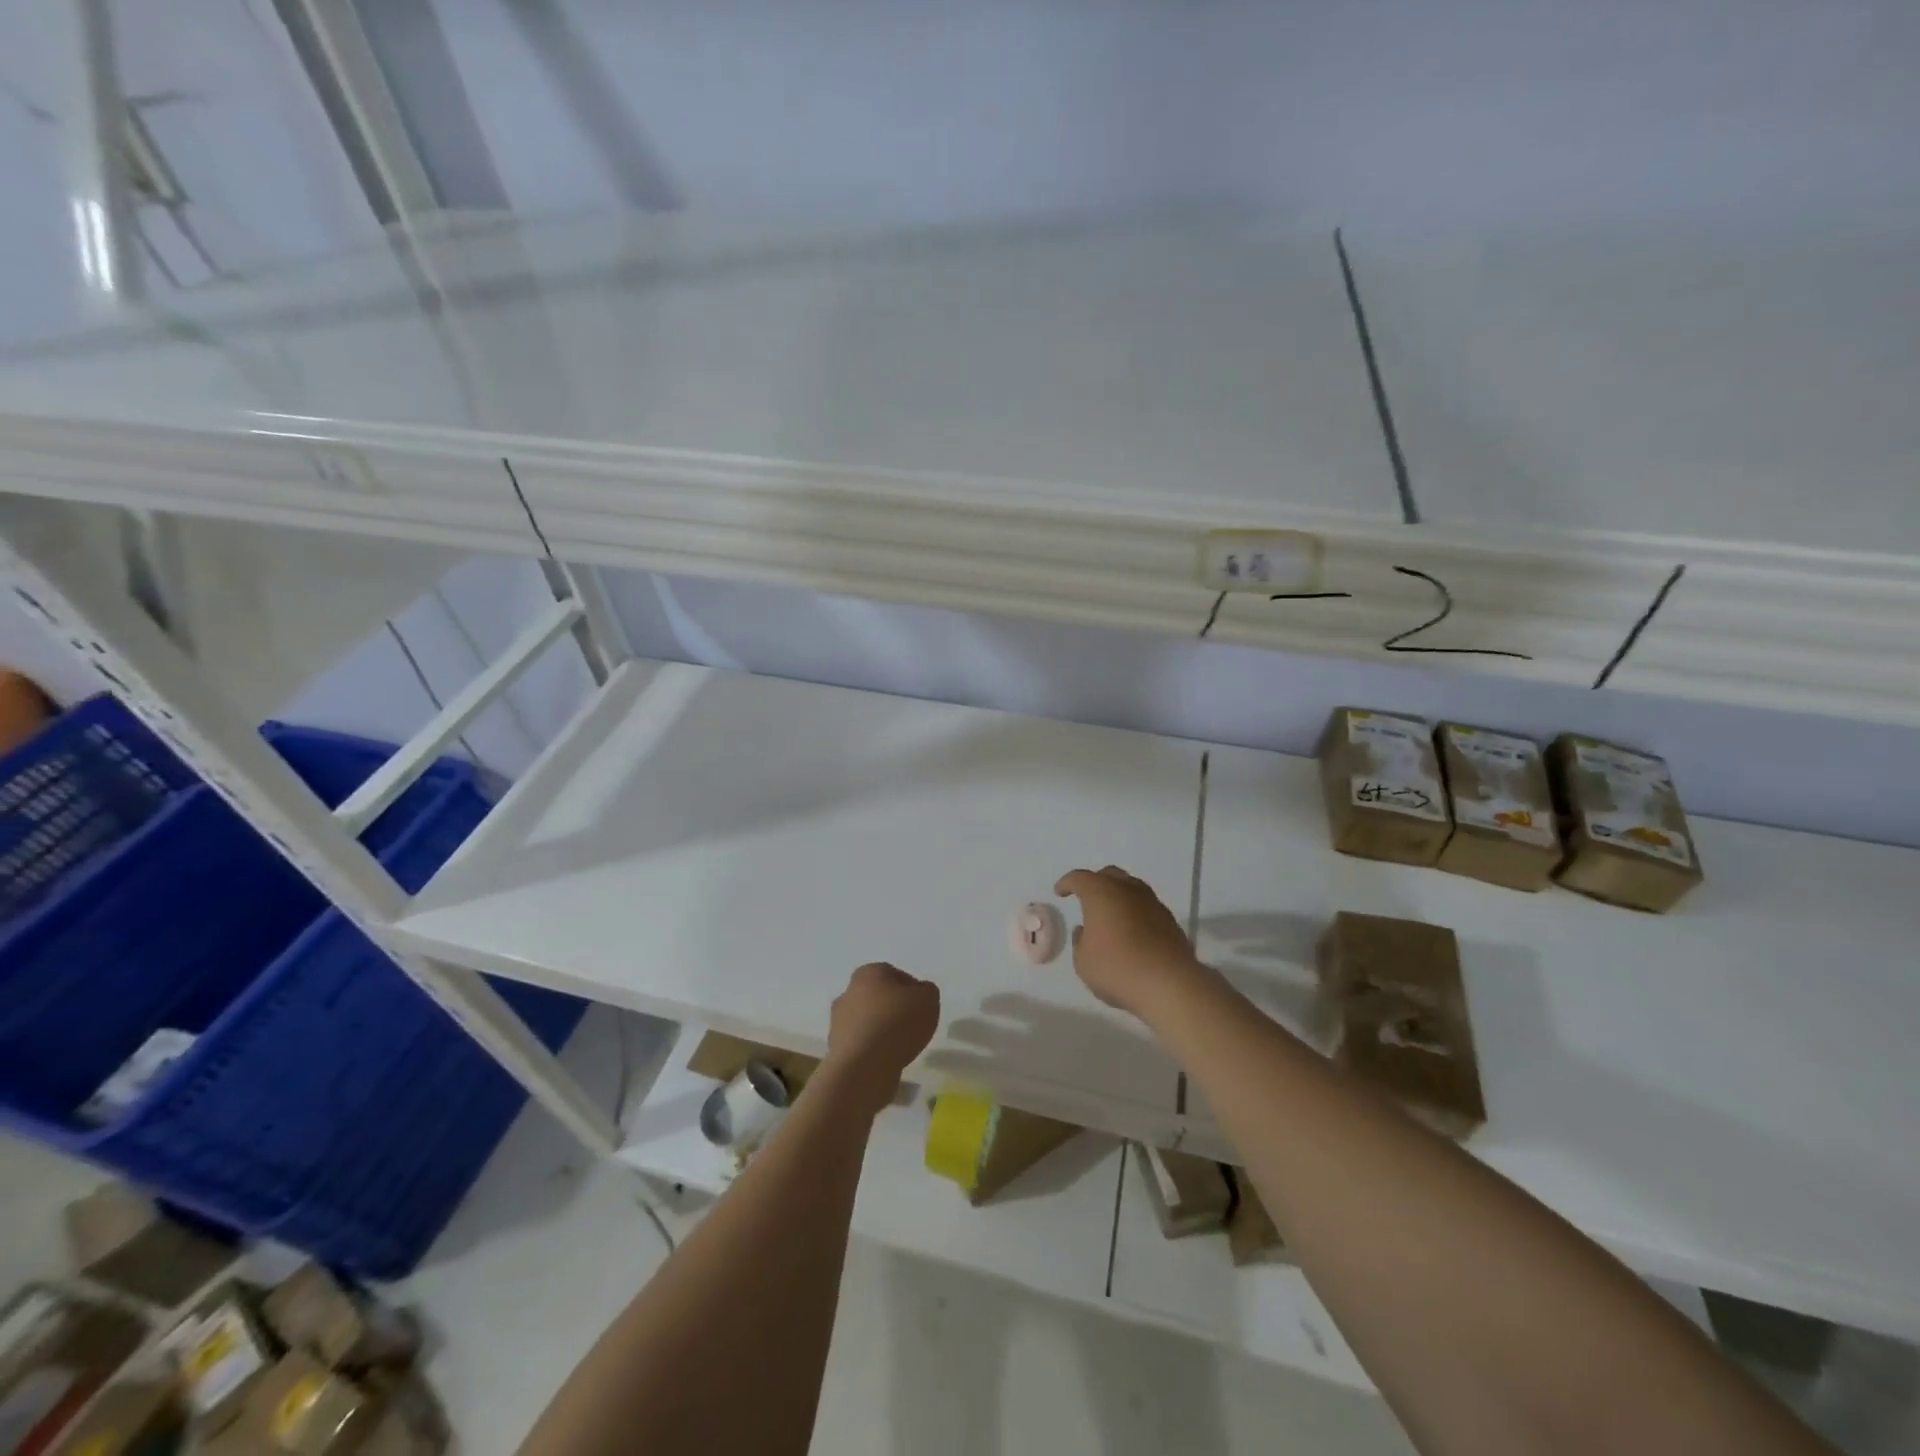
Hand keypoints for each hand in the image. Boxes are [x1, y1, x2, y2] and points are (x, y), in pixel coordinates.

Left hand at [824, 962, 940, 1114]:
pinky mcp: (835, 1047)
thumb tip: (919, 993)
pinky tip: (885, 1060)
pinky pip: (860, 1044)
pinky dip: (871, 1049)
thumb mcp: (928, 1000)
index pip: (895, 975)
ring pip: (866, 1021)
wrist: (864, 1066)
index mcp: (869, 972)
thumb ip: (927, 991)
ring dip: (880, 1030)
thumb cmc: (898, 1023)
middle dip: (892, 1009)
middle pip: (877, 997)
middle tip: (911, 1025)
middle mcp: (849, 991)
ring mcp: (838, 1020)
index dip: (911, 991)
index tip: (922, 1007)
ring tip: (900, 1047)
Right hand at [1054, 866, 1204, 1019]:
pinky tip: (1131, 930)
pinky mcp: (1169, 920)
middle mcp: (1127, 890)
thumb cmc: (1117, 969)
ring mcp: (1152, 903)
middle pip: (1109, 875)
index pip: (1079, 878)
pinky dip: (1135, 912)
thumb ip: (1081, 942)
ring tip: (1110, 913)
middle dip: (1095, 882)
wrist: (1168, 984)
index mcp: (1100, 893)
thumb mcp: (1083, 962)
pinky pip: (1146, 906)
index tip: (1060, 892)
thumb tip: (1086, 930)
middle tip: (1086, 898)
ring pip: (1131, 888)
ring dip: (1118, 896)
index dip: (1067, 883)